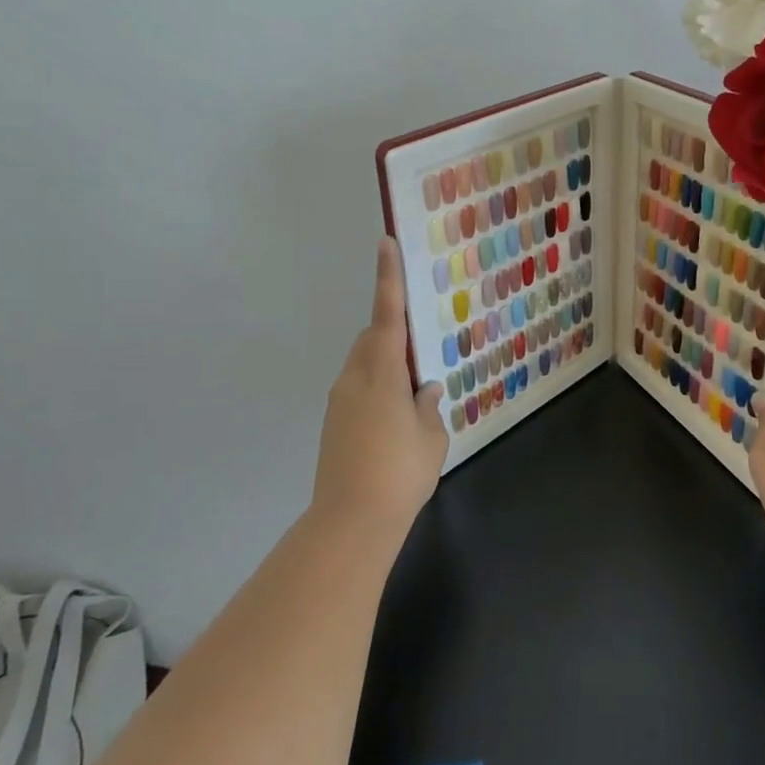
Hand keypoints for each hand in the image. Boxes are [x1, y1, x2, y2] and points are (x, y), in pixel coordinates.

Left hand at [312, 238, 448, 533]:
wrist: (351, 521)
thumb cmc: (400, 472)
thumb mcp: (431, 436)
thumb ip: (429, 406)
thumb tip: (426, 389)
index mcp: (382, 373)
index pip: (387, 315)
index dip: (388, 278)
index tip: (386, 243)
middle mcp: (354, 379)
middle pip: (372, 339)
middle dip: (393, 333)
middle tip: (422, 347)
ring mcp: (339, 402)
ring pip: (364, 366)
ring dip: (386, 365)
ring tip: (415, 392)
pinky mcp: (333, 425)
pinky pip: (359, 390)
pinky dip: (378, 390)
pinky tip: (397, 420)